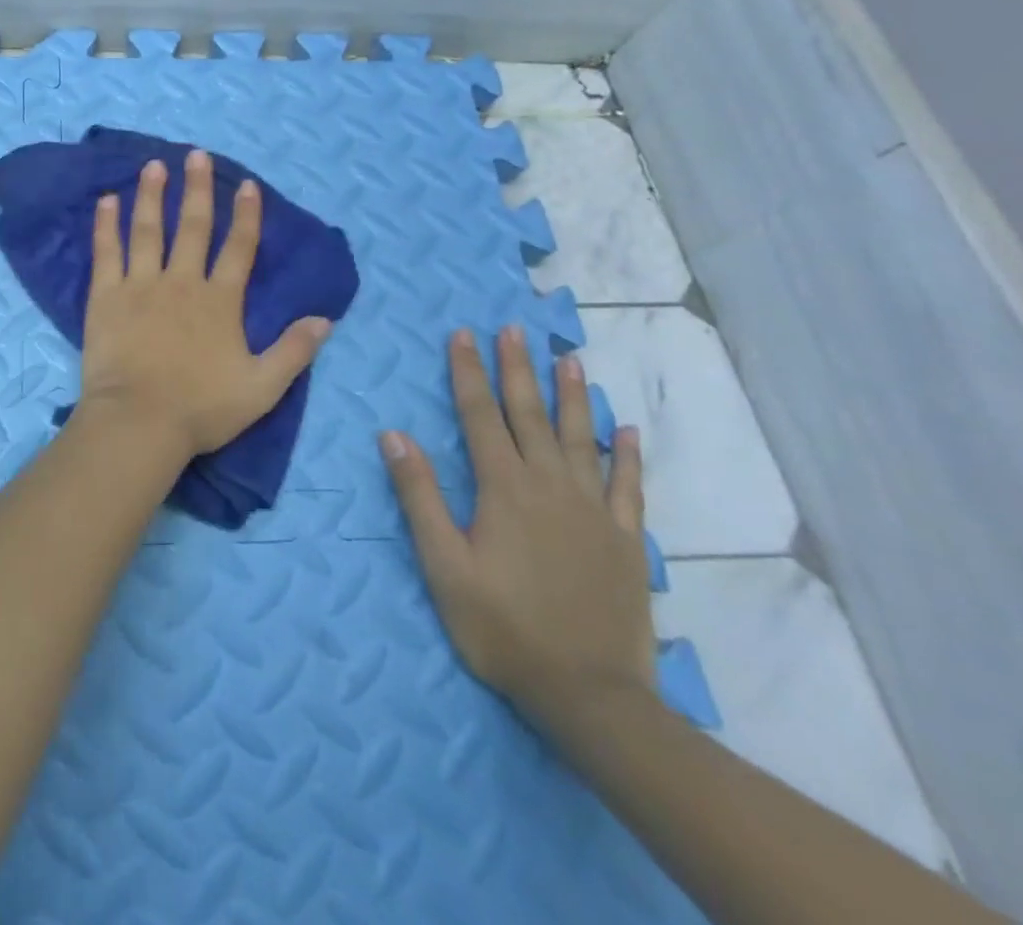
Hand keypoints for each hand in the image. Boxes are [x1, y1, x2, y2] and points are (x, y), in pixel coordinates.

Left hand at [79, 151, 333, 457]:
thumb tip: (325, 319)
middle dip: (197, 189)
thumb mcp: (262, 388)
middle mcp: (181, 282)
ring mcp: (141, 285)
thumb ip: (293, 351)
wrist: (139, 422)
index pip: (238, 249)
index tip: (247, 186)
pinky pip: (107, 252)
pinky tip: (106, 201)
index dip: (246, 216)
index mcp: (220, 301)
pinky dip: (106, 225)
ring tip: (154, 165)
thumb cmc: (201, 408)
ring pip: (148, 230)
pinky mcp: (106, 296)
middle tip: (196, 155)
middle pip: (193, 227)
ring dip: (152, 195)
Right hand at [381, 326, 654, 725]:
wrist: (589, 693)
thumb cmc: (502, 626)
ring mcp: (593, 510)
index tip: (463, 335)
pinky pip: (628, 484)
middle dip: (517, 368)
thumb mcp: (443, 564)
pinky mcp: (625, 538)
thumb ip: (419, 495)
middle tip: (513, 329)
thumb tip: (394, 434)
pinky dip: (626, 453)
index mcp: (503, 488)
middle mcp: (550, 485)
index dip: (468, 372)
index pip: (481, 415)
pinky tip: (625, 428)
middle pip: (530, 414)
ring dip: (572, 395)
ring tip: (569, 358)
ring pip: (579, 438)